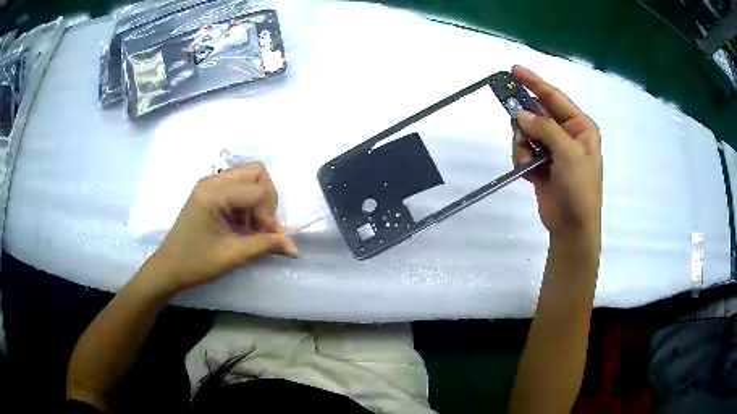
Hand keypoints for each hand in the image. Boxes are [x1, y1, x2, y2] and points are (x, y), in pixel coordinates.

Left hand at [142, 162, 297, 293]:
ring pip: (248, 176)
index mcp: (214, 193)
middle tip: (262, 225)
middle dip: (267, 198)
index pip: (258, 190)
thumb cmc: (196, 263)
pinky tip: (242, 224)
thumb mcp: (233, 256)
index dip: (269, 215)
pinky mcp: (209, 191)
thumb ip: (265, 246)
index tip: (268, 238)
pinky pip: (238, 185)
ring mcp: (209, 183)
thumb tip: (295, 249)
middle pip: (256, 172)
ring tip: (253, 226)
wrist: (169, 267)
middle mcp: (212, 180)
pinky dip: (247, 201)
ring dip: (258, 199)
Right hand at [511, 65, 601, 239]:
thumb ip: (545, 129)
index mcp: (580, 127)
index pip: (555, 97)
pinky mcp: (541, 164)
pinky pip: (523, 149)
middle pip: (538, 113)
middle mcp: (567, 134)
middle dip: (525, 120)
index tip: (514, 70)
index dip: (535, 82)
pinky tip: (529, 173)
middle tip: (515, 122)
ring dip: (522, 143)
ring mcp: (553, 149)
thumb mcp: (568, 154)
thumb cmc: (579, 188)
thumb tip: (520, 114)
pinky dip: (522, 158)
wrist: (572, 227)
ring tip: (529, 160)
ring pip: (526, 131)